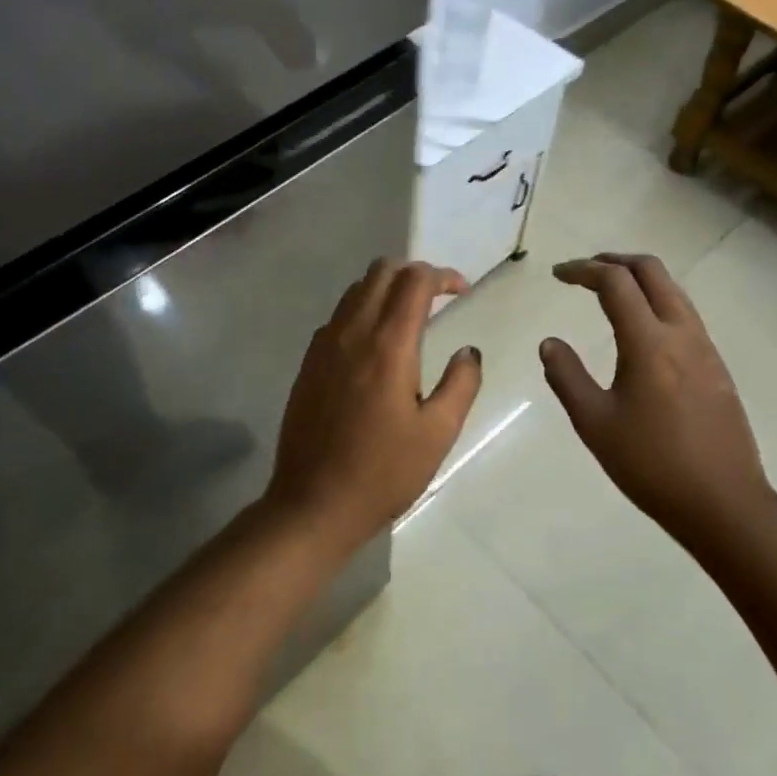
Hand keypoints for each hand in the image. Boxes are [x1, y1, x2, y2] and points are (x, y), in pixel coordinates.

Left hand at [264, 259, 481, 546]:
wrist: (313, 503)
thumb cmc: (383, 472)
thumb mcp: (438, 433)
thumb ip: (461, 384)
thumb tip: (468, 351)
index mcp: (387, 346)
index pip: (414, 281)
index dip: (442, 275)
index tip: (461, 291)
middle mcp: (351, 333)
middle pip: (380, 272)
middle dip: (413, 272)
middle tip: (437, 296)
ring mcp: (323, 346)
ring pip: (355, 291)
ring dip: (385, 289)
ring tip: (409, 316)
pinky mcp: (308, 364)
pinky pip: (337, 317)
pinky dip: (362, 311)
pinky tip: (375, 345)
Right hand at [540, 253, 774, 549]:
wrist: (723, 502)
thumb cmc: (650, 464)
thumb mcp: (594, 423)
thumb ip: (567, 377)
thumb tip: (550, 342)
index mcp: (648, 342)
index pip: (615, 283)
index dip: (583, 270)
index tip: (558, 274)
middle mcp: (682, 334)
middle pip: (652, 272)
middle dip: (615, 261)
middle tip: (585, 271)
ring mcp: (705, 349)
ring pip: (673, 291)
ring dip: (640, 280)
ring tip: (610, 293)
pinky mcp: (717, 368)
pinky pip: (685, 315)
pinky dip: (657, 303)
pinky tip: (641, 331)